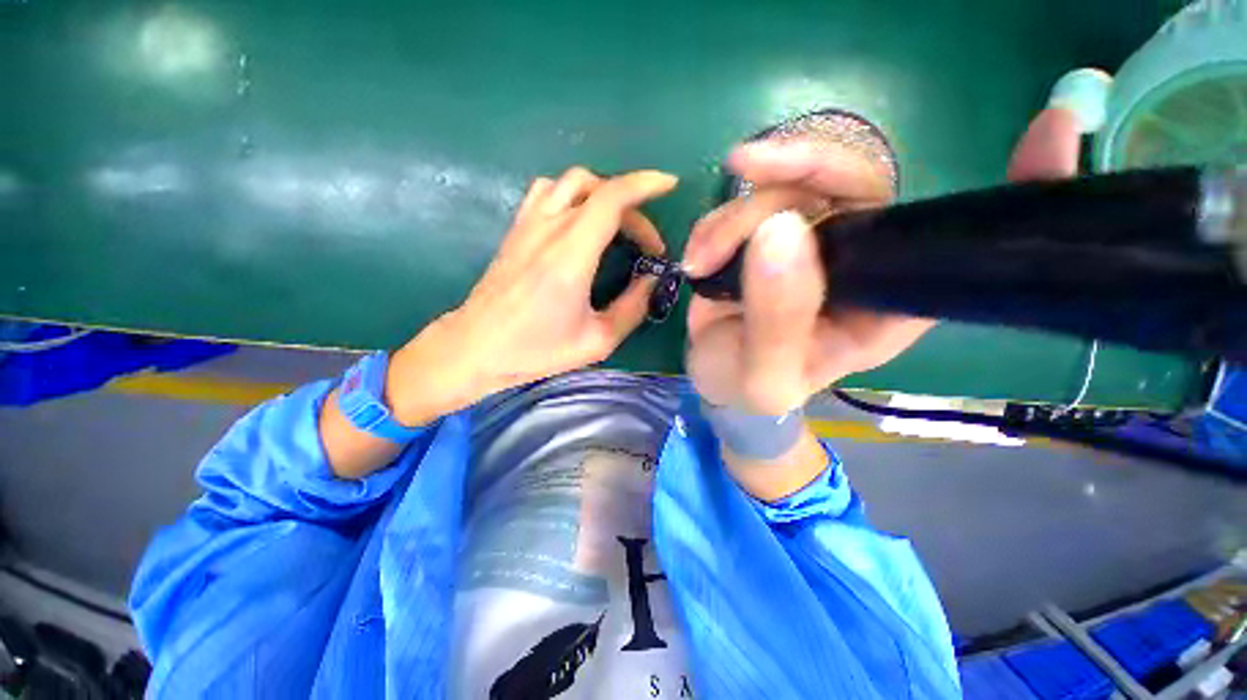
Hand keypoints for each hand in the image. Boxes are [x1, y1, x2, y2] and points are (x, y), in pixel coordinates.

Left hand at [386, 167, 677, 424]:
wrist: (476, 347)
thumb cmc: (536, 349)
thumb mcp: (597, 340)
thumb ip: (633, 308)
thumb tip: (651, 280)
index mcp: (571, 255)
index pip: (611, 199)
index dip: (645, 185)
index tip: (669, 185)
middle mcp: (548, 228)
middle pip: (597, 188)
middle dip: (632, 207)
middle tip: (646, 244)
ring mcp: (527, 224)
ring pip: (569, 182)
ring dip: (601, 193)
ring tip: (616, 224)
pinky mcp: (515, 229)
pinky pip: (547, 191)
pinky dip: (573, 195)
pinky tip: (580, 222)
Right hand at [683, 108, 1081, 414]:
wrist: (719, 380)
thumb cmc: (751, 389)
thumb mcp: (764, 375)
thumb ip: (776, 319)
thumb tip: (780, 229)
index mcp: (889, 302)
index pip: (961, 244)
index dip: (1016, 191)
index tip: (1056, 128)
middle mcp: (865, 259)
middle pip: (854, 180)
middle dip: (796, 169)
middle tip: (744, 168)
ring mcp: (816, 240)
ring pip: (788, 186)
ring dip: (734, 216)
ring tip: (700, 261)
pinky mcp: (772, 233)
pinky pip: (750, 200)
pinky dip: (717, 222)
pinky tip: (697, 257)